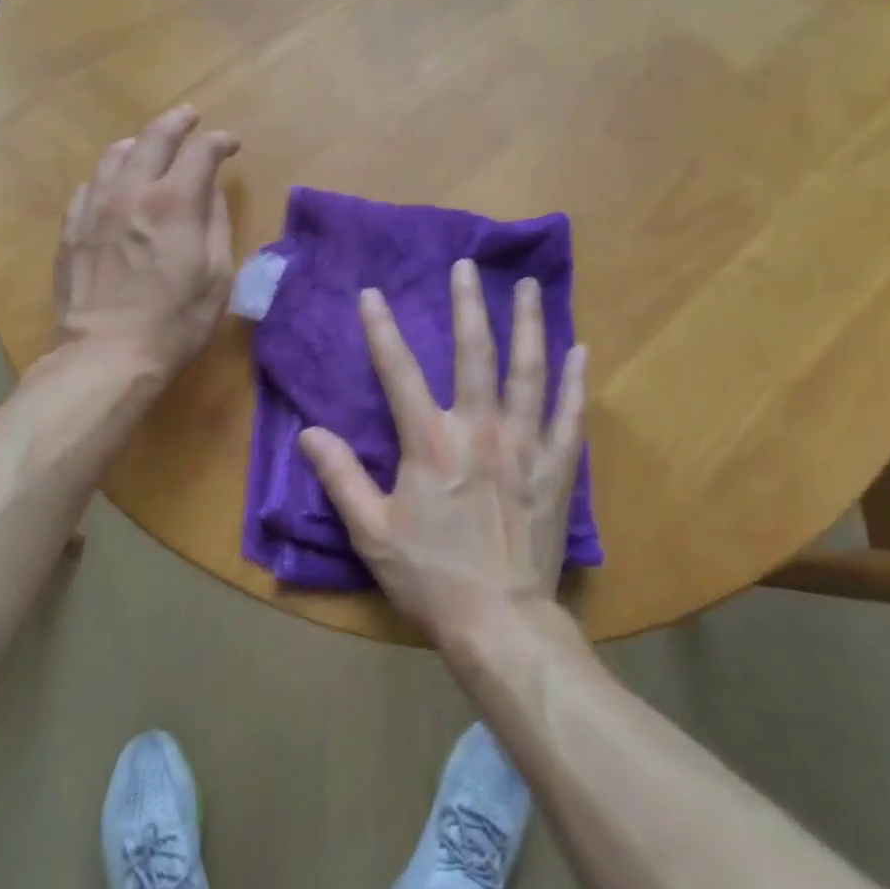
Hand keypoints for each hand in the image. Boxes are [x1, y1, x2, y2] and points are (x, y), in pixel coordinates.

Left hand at [54, 105, 239, 382]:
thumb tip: (210, 193)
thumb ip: (215, 225)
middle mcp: (132, 192)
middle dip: (178, 122)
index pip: (201, 152)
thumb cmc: (175, 322)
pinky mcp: (71, 228)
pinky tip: (114, 186)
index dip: (220, 141)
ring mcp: (95, 208)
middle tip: (190, 117)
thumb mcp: (216, 276)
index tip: (231, 145)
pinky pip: (89, 185)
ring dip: (138, 143)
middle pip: (154, 137)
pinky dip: (108, 176)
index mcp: (175, 203)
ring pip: (114, 154)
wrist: (107, 355)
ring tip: (149, 145)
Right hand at [299, 257, 587, 641]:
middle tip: (467, 266)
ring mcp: (524, 447)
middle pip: (475, 354)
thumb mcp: (372, 531)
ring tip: (527, 287)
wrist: (500, 621)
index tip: (372, 294)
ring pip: (529, 373)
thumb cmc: (430, 575)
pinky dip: (575, 382)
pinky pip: (570, 417)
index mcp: (430, 443)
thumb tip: (309, 433)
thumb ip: (341, 477)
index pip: (399, 373)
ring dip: (527, 326)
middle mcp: (480, 431)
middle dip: (468, 306)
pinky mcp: (556, 469)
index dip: (382, 330)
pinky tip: (581, 351)